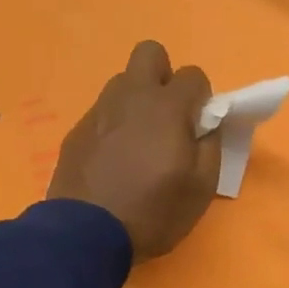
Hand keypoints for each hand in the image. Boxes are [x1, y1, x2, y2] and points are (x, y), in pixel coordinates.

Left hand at [47, 40, 221, 260]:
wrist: (86, 233)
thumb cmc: (154, 212)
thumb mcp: (201, 188)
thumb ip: (211, 147)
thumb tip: (207, 126)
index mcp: (166, 107)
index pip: (193, 75)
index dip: (202, 98)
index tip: (199, 127)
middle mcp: (131, 96)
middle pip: (150, 54)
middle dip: (165, 77)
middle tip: (170, 117)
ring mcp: (99, 111)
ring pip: (123, 83)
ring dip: (138, 101)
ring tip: (141, 143)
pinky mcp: (77, 131)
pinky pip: (104, 113)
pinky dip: (116, 126)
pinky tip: (116, 161)